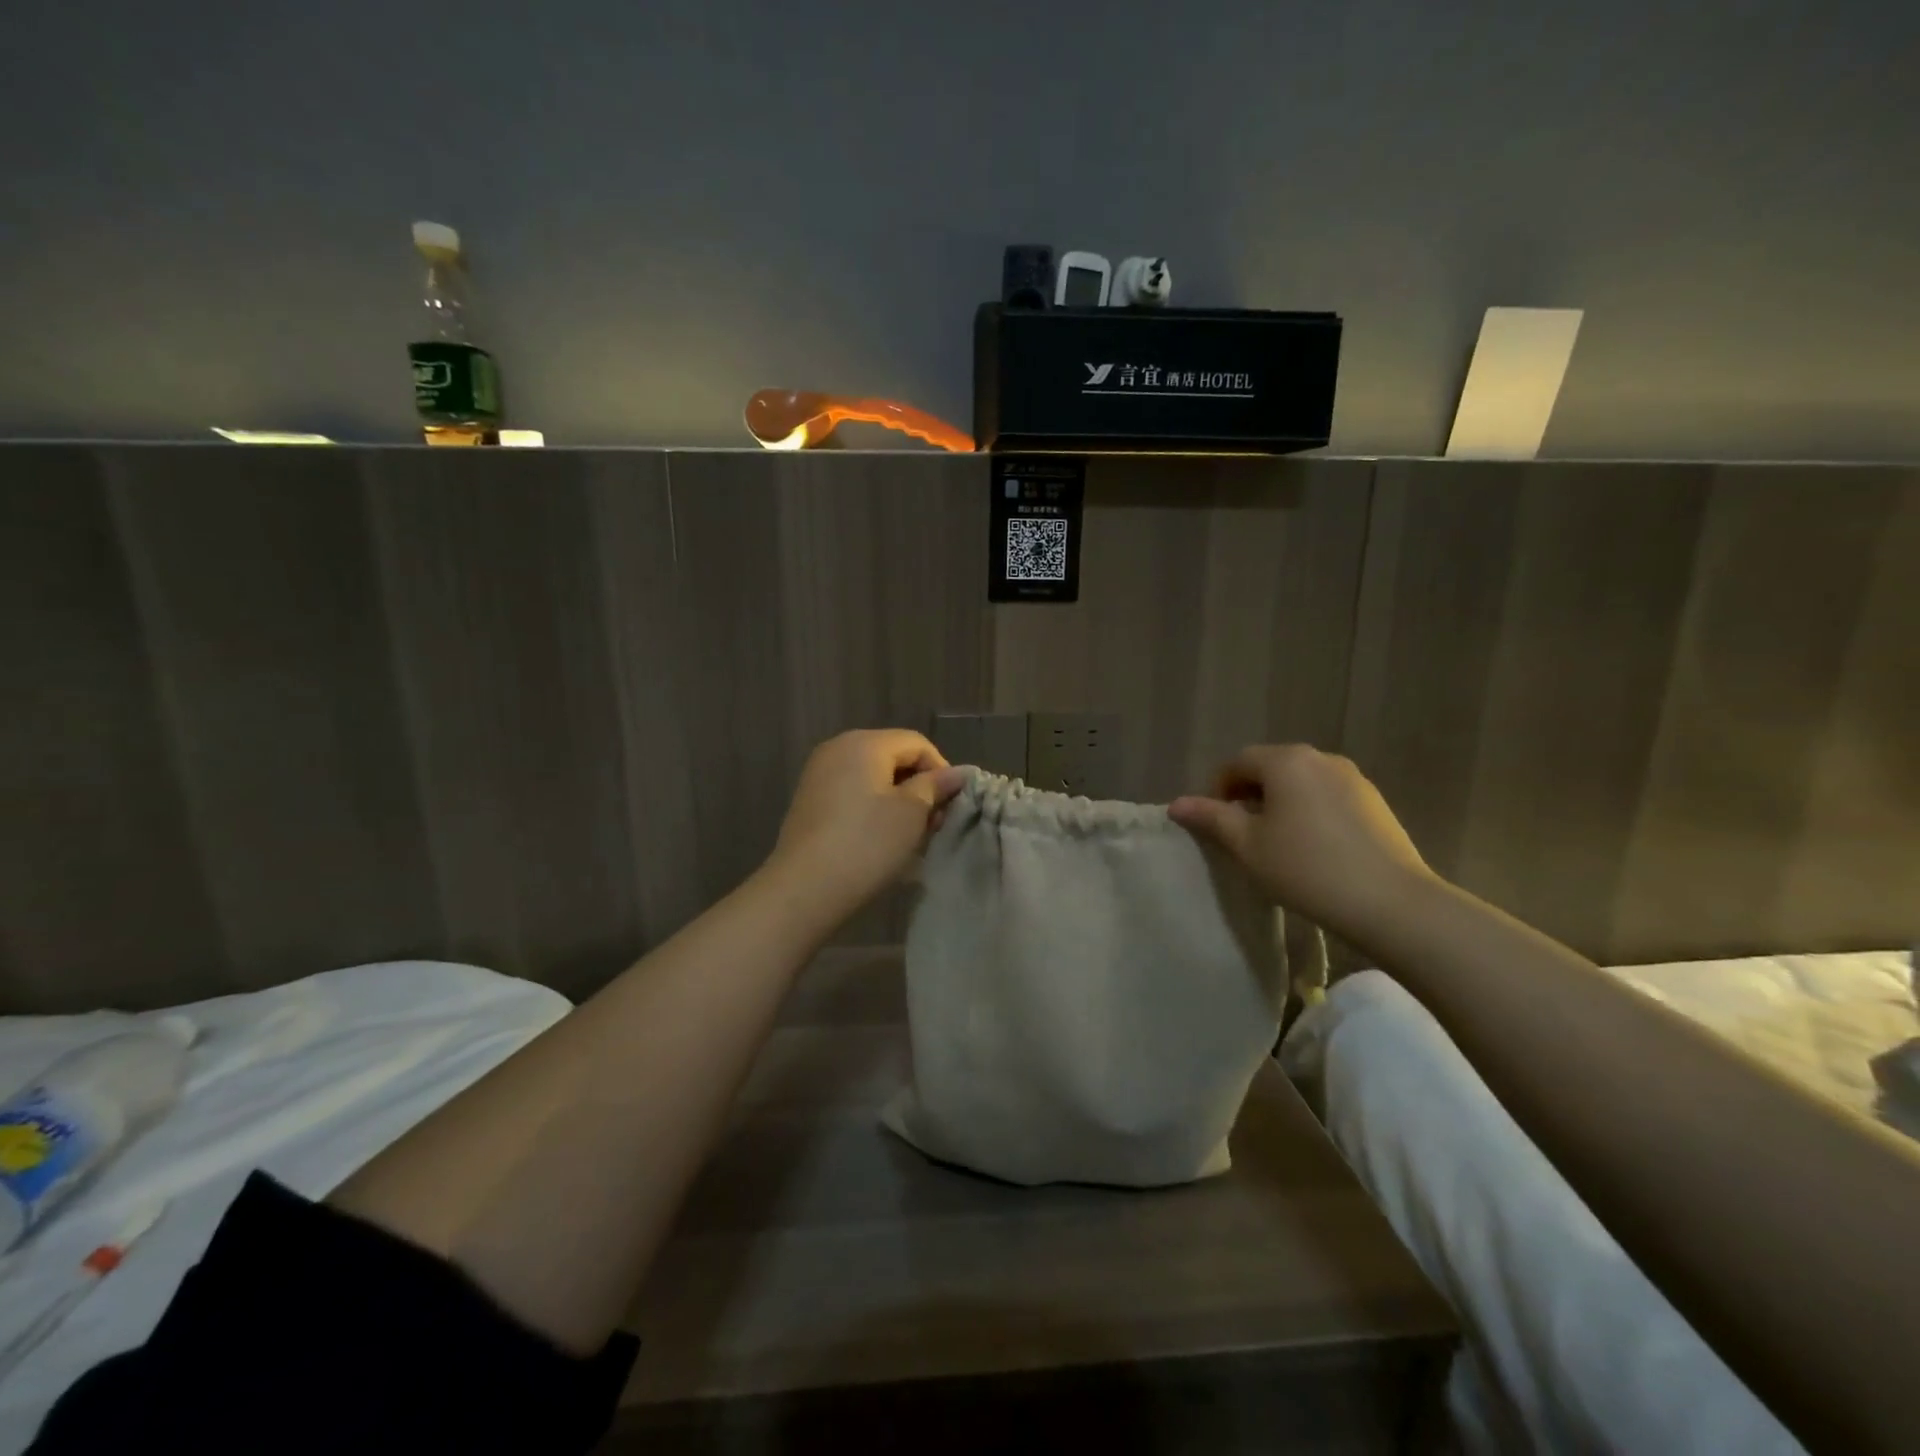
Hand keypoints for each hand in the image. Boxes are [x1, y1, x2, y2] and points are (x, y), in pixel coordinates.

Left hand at [764, 729, 966, 925]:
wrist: (805, 888)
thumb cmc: (867, 844)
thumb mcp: (912, 813)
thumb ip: (935, 786)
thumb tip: (956, 774)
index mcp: (864, 743)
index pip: (916, 743)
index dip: (940, 770)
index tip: (950, 806)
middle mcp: (837, 748)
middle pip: (893, 756)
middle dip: (919, 786)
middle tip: (934, 823)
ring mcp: (819, 774)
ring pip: (872, 777)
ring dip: (897, 800)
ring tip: (910, 834)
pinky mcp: (809, 800)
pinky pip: (852, 793)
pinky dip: (873, 808)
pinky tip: (881, 838)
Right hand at [1168, 745, 1435, 940]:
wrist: (1391, 903)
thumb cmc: (1306, 869)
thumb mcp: (1248, 845)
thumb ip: (1211, 818)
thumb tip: (1176, 804)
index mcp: (1286, 761)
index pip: (1237, 762)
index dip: (1217, 790)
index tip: (1214, 825)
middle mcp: (1320, 758)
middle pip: (1270, 767)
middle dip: (1249, 794)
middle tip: (1242, 835)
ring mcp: (1353, 778)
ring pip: (1300, 782)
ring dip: (1280, 803)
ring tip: (1277, 843)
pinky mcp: (1375, 802)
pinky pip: (1327, 796)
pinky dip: (1309, 811)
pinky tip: (1313, 848)